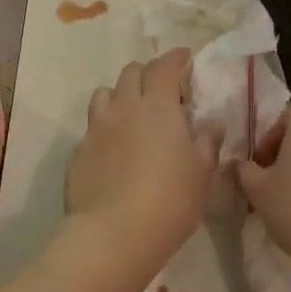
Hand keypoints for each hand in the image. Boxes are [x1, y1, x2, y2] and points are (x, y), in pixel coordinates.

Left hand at [65, 51, 218, 277]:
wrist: (113, 234)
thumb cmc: (169, 202)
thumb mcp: (201, 174)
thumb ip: (207, 143)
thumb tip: (211, 124)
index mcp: (158, 106)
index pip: (164, 67)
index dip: (175, 58)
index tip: (184, 57)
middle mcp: (124, 107)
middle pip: (131, 72)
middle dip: (147, 73)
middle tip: (162, 91)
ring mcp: (97, 127)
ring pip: (105, 93)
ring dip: (120, 94)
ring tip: (132, 113)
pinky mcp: (79, 150)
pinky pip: (93, 125)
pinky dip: (105, 126)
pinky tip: (114, 147)